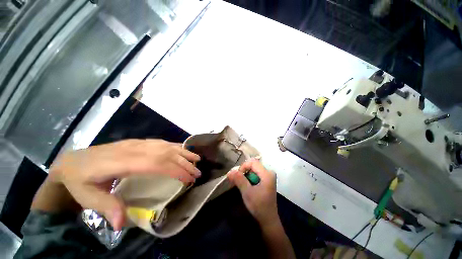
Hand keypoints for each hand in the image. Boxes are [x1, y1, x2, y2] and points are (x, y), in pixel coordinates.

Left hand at [47, 139, 200, 229]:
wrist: (73, 161)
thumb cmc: (80, 180)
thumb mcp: (88, 198)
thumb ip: (107, 207)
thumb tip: (122, 223)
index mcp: (120, 162)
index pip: (155, 163)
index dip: (175, 170)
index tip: (188, 179)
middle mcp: (133, 149)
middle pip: (165, 153)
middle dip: (184, 163)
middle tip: (197, 172)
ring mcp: (137, 143)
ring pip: (166, 145)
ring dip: (183, 152)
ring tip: (197, 159)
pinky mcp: (139, 142)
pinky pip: (161, 142)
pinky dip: (175, 146)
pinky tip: (183, 149)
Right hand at [227, 159, 278, 225]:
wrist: (268, 220)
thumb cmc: (259, 206)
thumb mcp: (247, 192)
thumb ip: (239, 180)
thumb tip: (230, 171)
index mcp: (267, 174)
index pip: (252, 162)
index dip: (243, 167)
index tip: (237, 176)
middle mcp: (269, 173)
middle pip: (253, 165)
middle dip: (244, 171)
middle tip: (237, 180)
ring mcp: (269, 177)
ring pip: (254, 169)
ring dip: (245, 175)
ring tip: (240, 184)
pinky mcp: (267, 181)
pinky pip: (256, 174)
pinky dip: (249, 178)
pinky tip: (246, 185)